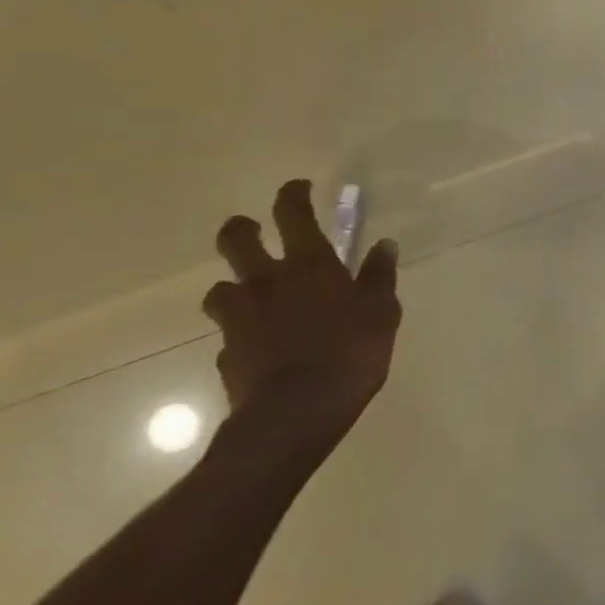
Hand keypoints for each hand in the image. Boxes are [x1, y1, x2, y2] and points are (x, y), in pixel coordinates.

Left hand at [202, 180, 400, 442]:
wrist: (294, 416)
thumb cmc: (349, 353)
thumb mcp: (381, 312)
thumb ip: (379, 277)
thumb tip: (384, 245)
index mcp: (308, 265)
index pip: (292, 213)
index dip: (293, 194)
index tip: (300, 188)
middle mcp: (267, 282)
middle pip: (236, 240)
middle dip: (242, 229)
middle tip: (253, 232)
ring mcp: (240, 319)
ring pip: (220, 289)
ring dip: (234, 287)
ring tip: (252, 298)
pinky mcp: (225, 356)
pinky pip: (228, 336)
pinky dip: (240, 335)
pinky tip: (258, 348)